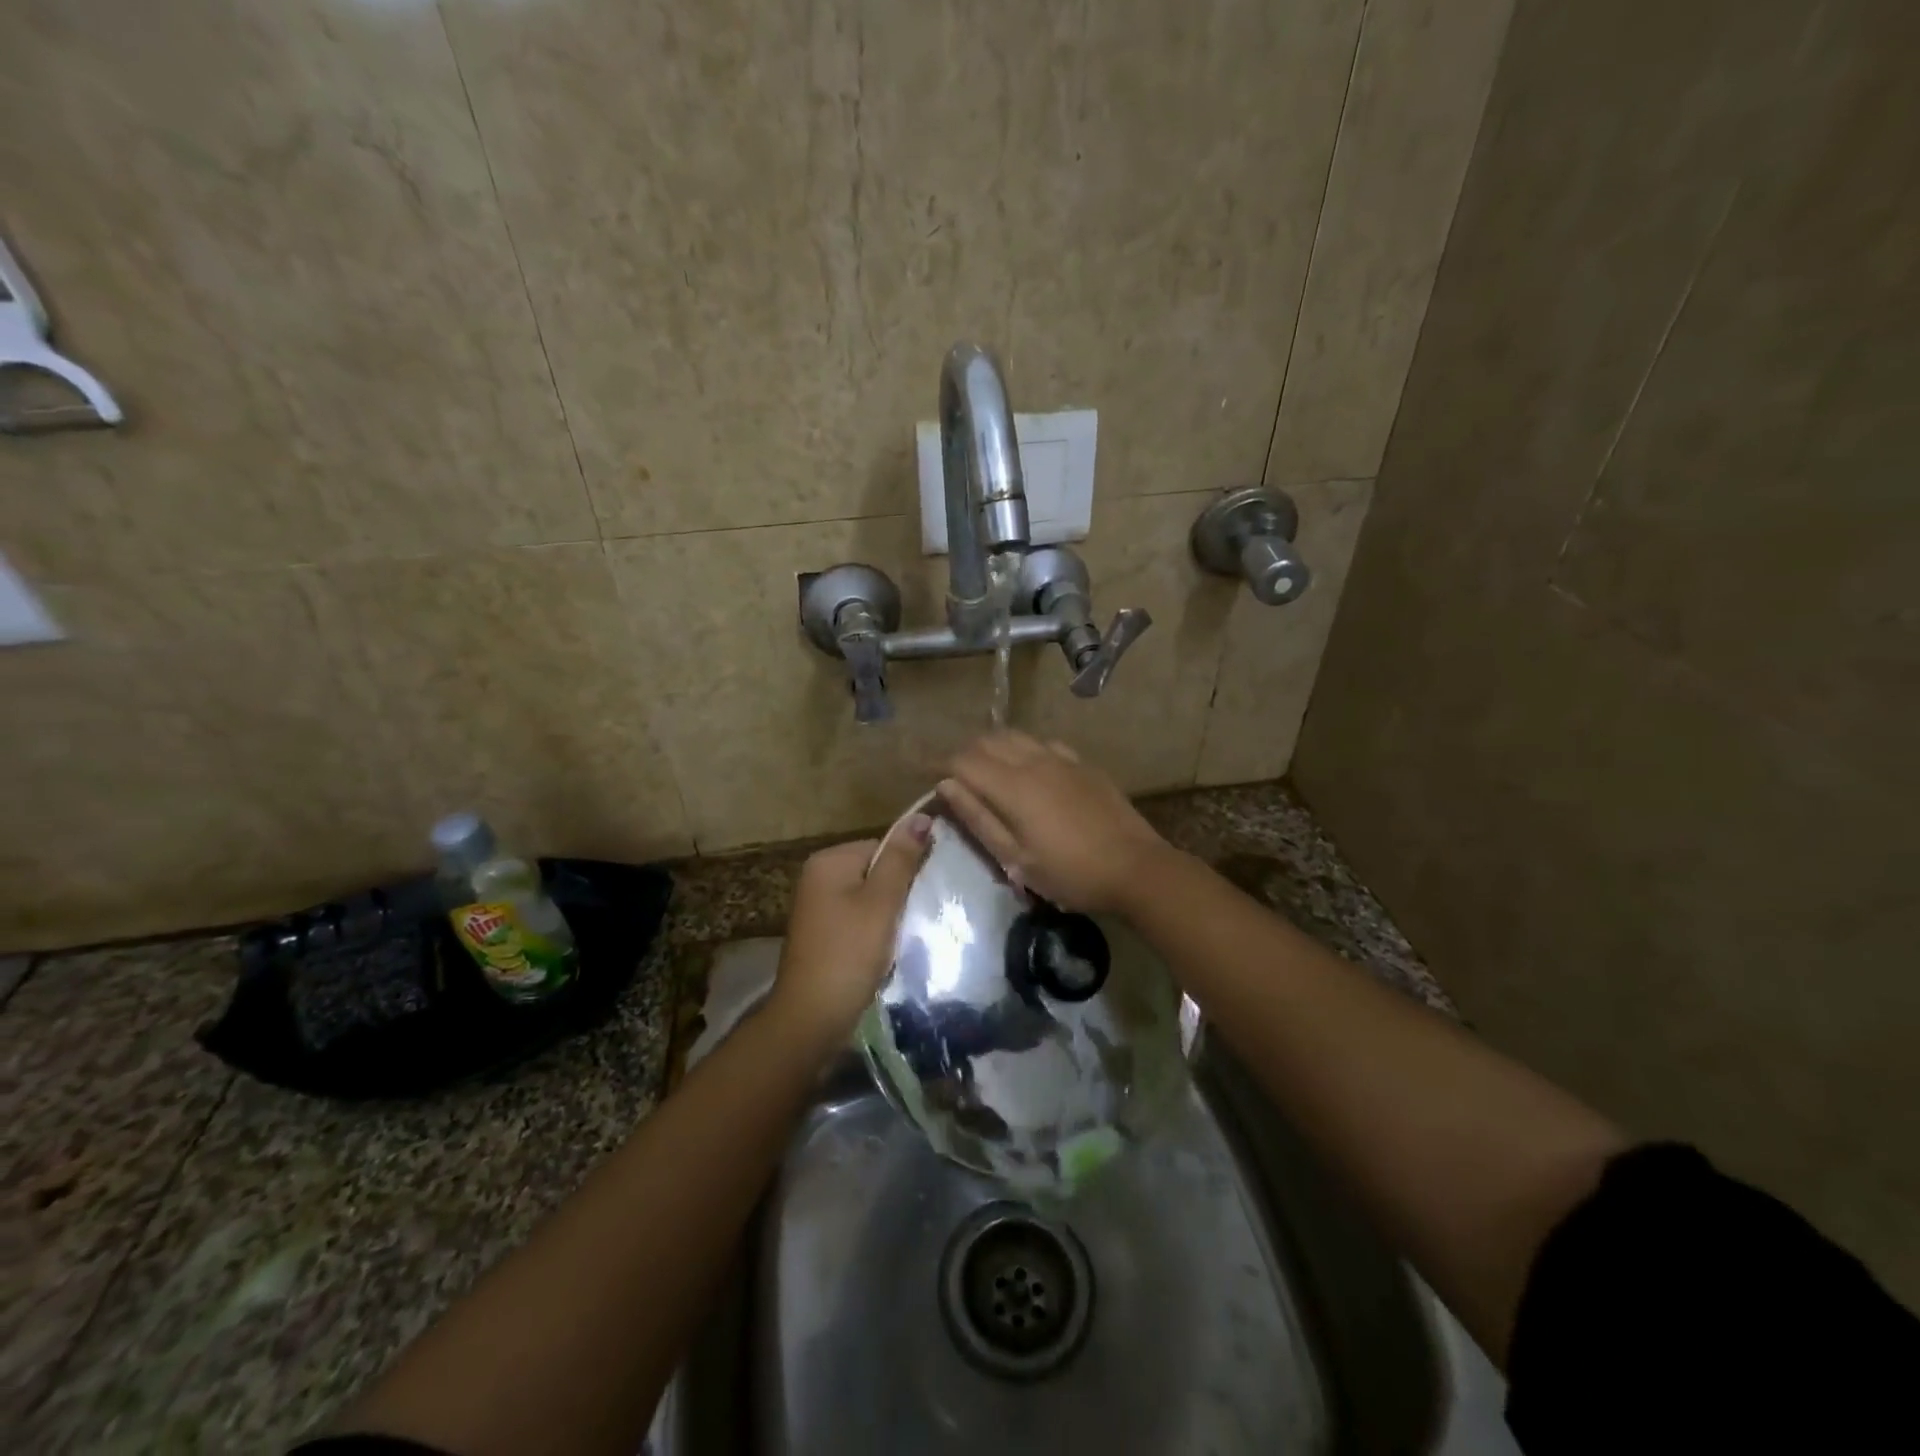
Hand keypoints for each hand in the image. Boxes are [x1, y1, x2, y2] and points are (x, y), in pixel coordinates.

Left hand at [769, 815, 931, 1044]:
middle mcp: (818, 876)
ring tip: (900, 936)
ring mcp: (817, 906)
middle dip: (897, 893)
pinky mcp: (823, 933)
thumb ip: (901, 859)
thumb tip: (922, 815)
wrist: (812, 1018)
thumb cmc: (849, 953)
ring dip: (889, 915)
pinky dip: (874, 932)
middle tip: (911, 918)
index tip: (922, 895)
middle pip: (876, 871)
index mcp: (828, 860)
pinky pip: (858, 919)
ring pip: (870, 897)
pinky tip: (883, 951)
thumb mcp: (881, 902)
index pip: (883, 846)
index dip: (906, 869)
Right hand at [938, 731, 1171, 911]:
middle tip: (956, 779)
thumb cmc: (1070, 873)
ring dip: (993, 748)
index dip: (940, 765)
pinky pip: (1044, 743)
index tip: (927, 776)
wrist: (1136, 868)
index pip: (964, 760)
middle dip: (965, 754)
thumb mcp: (1016, 858)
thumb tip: (946, 785)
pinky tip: (1029, 769)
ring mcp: (1063, 758)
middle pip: (988, 741)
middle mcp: (1034, 761)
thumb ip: (978, 818)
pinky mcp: (1084, 764)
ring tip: (987, 772)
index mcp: (1013, 786)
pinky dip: (1024, 749)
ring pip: (1016, 736)